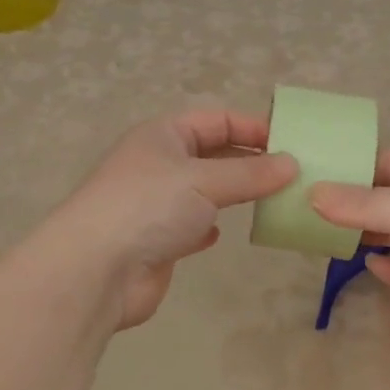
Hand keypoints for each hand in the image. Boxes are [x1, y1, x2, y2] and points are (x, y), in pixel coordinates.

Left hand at [52, 109, 297, 329]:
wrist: (96, 270)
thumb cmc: (149, 207)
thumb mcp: (205, 181)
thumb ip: (251, 173)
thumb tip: (293, 164)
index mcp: (163, 135)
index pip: (216, 119)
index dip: (252, 127)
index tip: (291, 143)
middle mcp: (158, 164)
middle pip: (212, 154)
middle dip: (249, 162)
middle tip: (292, 176)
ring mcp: (155, 204)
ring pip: (204, 192)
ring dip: (234, 195)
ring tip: (273, 202)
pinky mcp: (156, 241)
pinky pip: (190, 226)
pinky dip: (208, 227)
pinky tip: (223, 233)